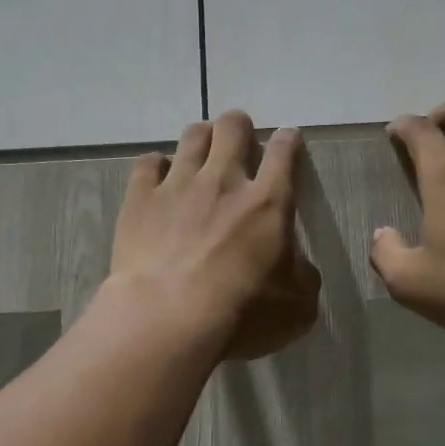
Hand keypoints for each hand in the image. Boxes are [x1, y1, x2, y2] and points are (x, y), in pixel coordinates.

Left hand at [111, 111, 321, 359]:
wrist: (169, 317)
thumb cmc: (241, 313)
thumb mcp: (297, 307)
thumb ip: (304, 278)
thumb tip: (300, 269)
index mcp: (269, 202)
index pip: (284, 152)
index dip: (289, 140)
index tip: (288, 141)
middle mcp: (224, 180)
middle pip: (233, 127)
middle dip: (239, 128)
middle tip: (239, 144)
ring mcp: (178, 184)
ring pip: (192, 136)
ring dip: (201, 139)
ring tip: (201, 153)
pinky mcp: (140, 198)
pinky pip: (147, 163)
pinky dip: (155, 166)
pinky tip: (157, 178)